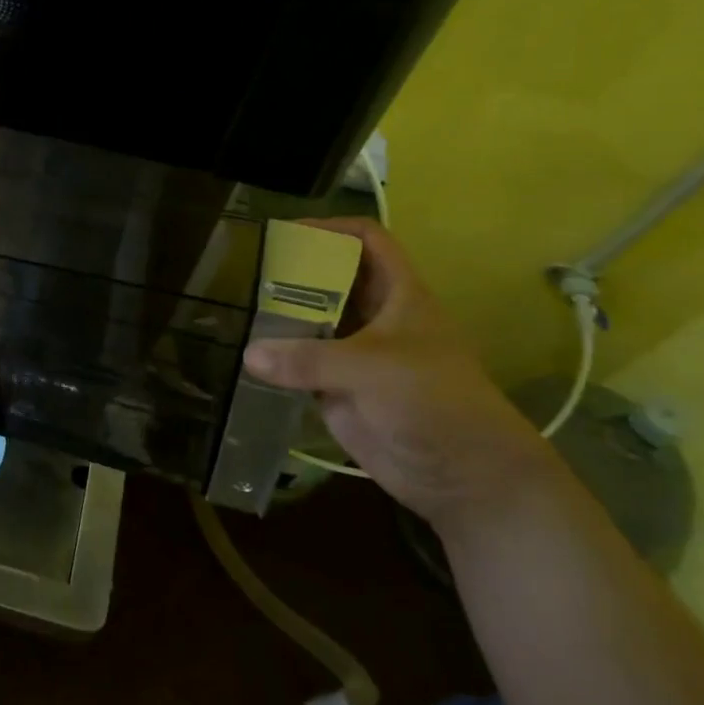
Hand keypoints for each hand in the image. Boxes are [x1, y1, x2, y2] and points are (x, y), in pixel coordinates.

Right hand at [241, 218, 559, 529]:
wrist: (465, 476)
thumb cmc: (434, 402)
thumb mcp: (374, 368)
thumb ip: (310, 359)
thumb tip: (249, 355)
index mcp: (398, 294)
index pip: (367, 241)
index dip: (331, 228)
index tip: (287, 232)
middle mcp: (375, 316)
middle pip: (331, 277)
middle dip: (294, 270)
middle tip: (247, 270)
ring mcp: (355, 352)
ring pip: (313, 319)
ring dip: (281, 313)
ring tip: (238, 305)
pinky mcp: (339, 387)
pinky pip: (301, 361)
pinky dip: (277, 355)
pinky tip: (248, 352)